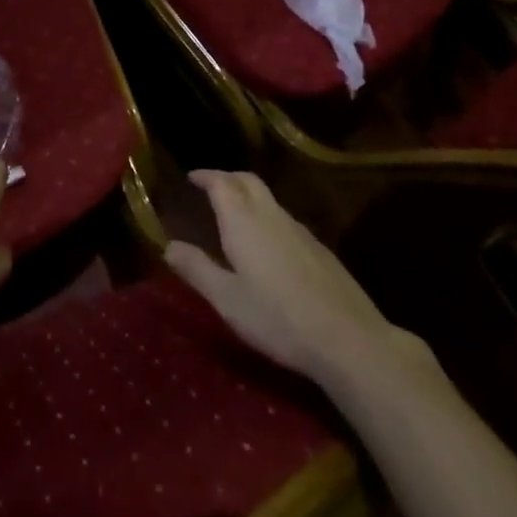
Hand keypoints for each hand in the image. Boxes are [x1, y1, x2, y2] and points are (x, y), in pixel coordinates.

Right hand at [166, 170, 421, 384]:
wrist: (348, 340)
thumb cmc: (278, 318)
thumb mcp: (228, 299)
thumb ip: (197, 269)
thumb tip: (168, 246)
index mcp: (243, 220)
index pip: (221, 182)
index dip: (205, 176)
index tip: (192, 177)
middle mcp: (271, 215)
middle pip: (248, 181)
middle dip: (227, 178)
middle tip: (211, 187)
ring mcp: (300, 230)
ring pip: (269, 199)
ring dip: (248, 196)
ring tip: (234, 215)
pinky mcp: (319, 249)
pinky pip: (285, 219)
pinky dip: (267, 217)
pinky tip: (267, 245)